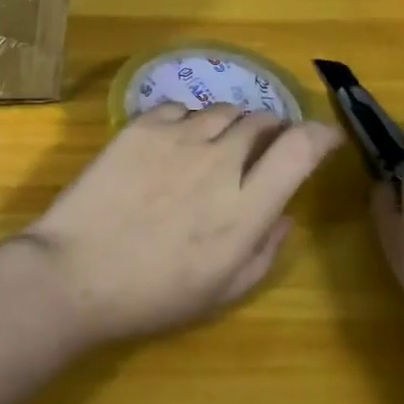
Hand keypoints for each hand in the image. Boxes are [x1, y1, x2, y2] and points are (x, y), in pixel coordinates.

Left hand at [21, 103, 341, 348]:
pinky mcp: (142, 125)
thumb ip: (264, 251)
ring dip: (233, 123)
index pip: (298, 150)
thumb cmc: (152, 295)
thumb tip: (284, 214)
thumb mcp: (222, 293)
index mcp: (245, 208)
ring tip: (222, 142)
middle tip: (267, 144)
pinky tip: (179, 140)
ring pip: (222, 110)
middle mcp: (219, 162)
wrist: (77, 271)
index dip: (320, 135)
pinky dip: (191, 120)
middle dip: (273, 128)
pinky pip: (181, 107)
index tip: (327, 136)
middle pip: (260, 121)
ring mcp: (178, 137)